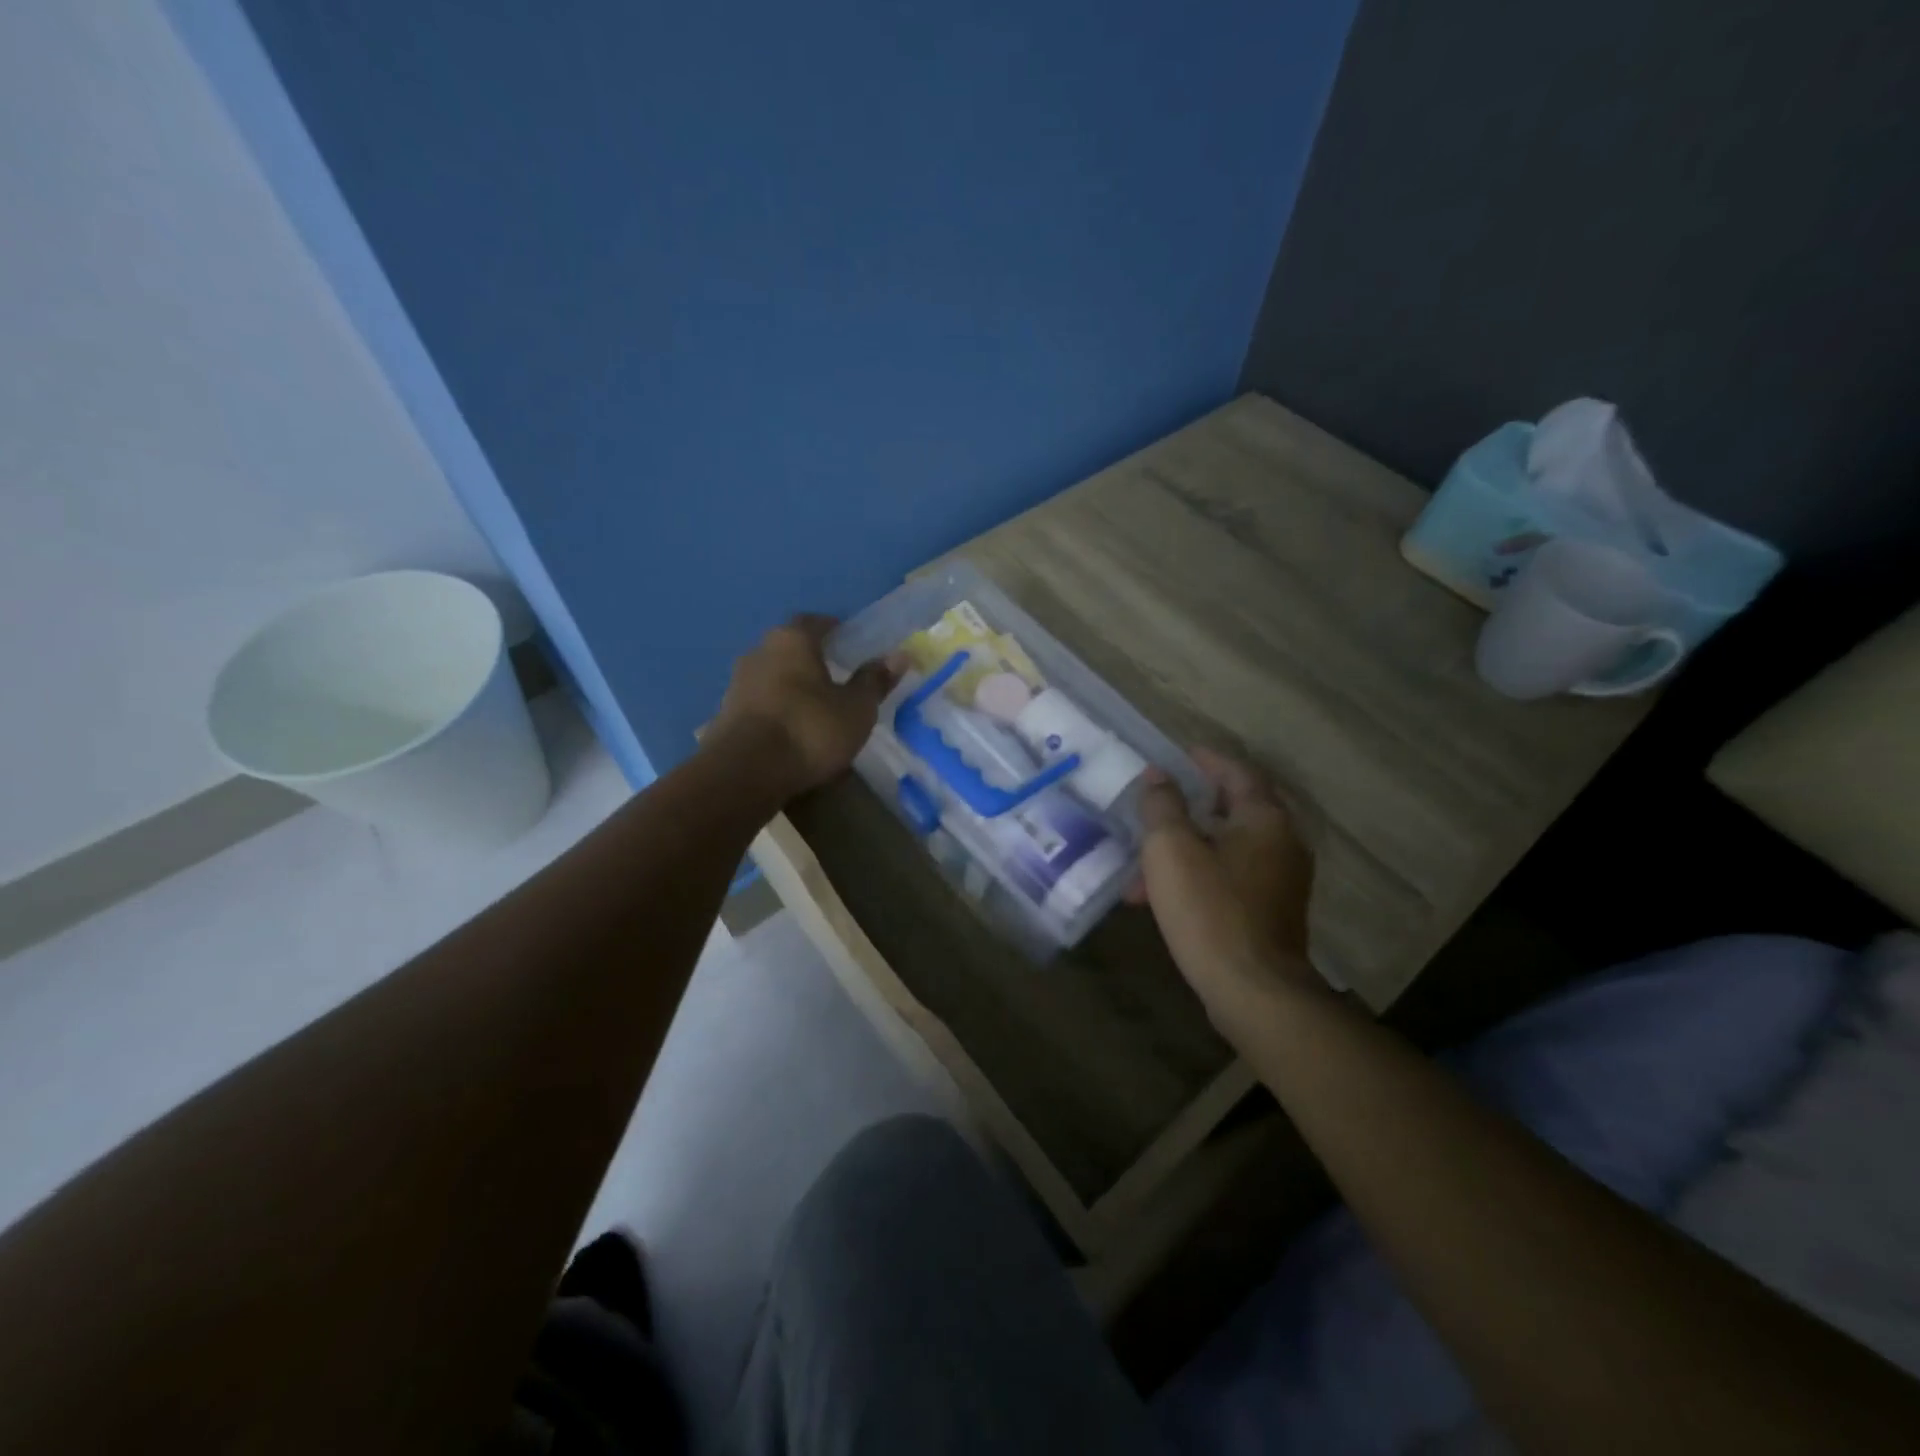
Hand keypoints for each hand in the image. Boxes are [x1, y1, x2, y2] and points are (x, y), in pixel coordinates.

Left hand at [714, 615, 901, 794]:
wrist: (745, 772)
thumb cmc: (809, 730)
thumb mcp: (856, 709)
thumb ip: (875, 681)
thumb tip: (899, 655)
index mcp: (792, 640)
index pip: (816, 622)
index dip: (836, 630)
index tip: (852, 645)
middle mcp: (759, 652)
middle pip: (790, 648)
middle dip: (812, 659)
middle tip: (837, 678)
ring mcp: (737, 683)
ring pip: (773, 676)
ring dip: (792, 687)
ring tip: (815, 709)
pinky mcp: (725, 714)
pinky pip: (760, 703)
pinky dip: (777, 711)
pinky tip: (791, 732)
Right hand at [1133, 748, 1319, 1022]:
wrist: (1254, 991)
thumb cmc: (1210, 909)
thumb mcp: (1171, 849)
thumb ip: (1163, 806)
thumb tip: (1159, 777)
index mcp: (1265, 819)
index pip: (1237, 772)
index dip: (1206, 760)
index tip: (1178, 755)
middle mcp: (1283, 843)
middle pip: (1236, 809)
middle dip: (1192, 806)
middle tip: (1159, 803)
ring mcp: (1282, 881)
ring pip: (1229, 848)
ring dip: (1188, 848)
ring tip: (1144, 865)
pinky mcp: (1273, 913)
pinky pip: (1232, 877)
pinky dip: (1201, 874)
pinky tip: (1165, 896)